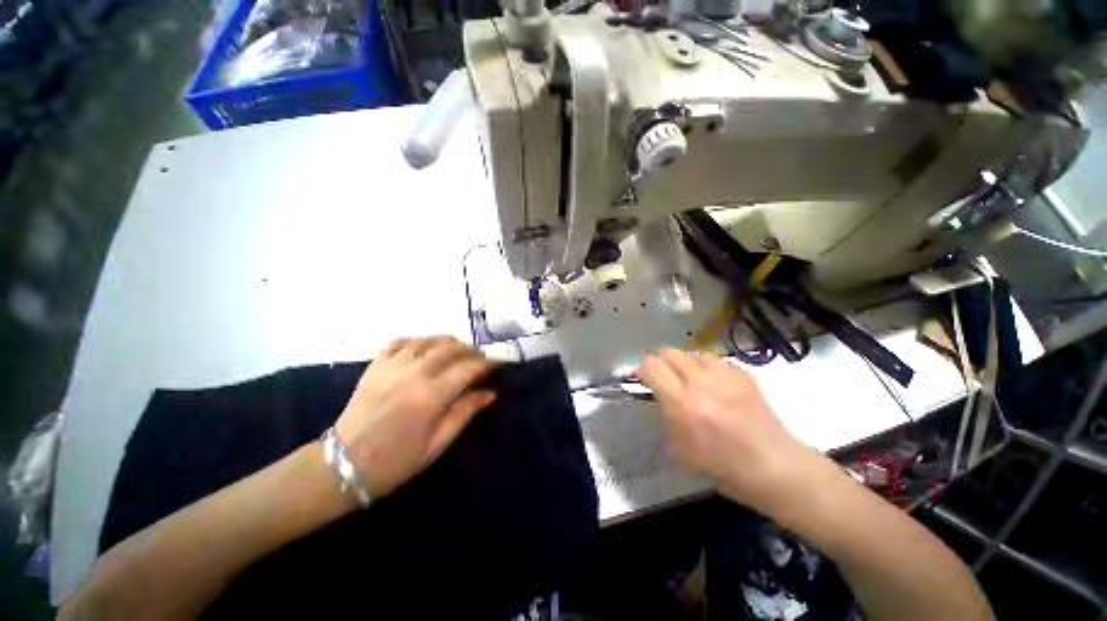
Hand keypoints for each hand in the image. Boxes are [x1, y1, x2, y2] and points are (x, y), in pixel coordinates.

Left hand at [335, 336, 495, 499]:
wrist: (342, 466)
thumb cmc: (396, 461)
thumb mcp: (437, 443)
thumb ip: (465, 413)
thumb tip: (490, 393)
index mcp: (431, 396)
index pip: (468, 368)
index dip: (487, 363)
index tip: (497, 364)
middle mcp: (414, 373)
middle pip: (451, 348)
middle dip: (471, 351)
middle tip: (479, 360)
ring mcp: (392, 366)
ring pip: (428, 340)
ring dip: (448, 342)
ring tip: (457, 351)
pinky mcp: (375, 366)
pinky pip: (400, 342)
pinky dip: (417, 341)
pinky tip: (424, 349)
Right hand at [636, 349, 825, 513]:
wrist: (775, 468)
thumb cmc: (723, 467)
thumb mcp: (680, 446)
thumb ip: (665, 413)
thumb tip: (657, 393)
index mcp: (682, 403)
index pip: (651, 365)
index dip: (642, 369)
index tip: (643, 378)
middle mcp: (701, 382)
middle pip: (669, 352)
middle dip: (661, 362)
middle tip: (665, 378)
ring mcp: (725, 375)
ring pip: (692, 352)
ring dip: (686, 364)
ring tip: (691, 380)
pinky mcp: (744, 374)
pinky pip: (716, 360)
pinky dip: (708, 368)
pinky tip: (715, 385)